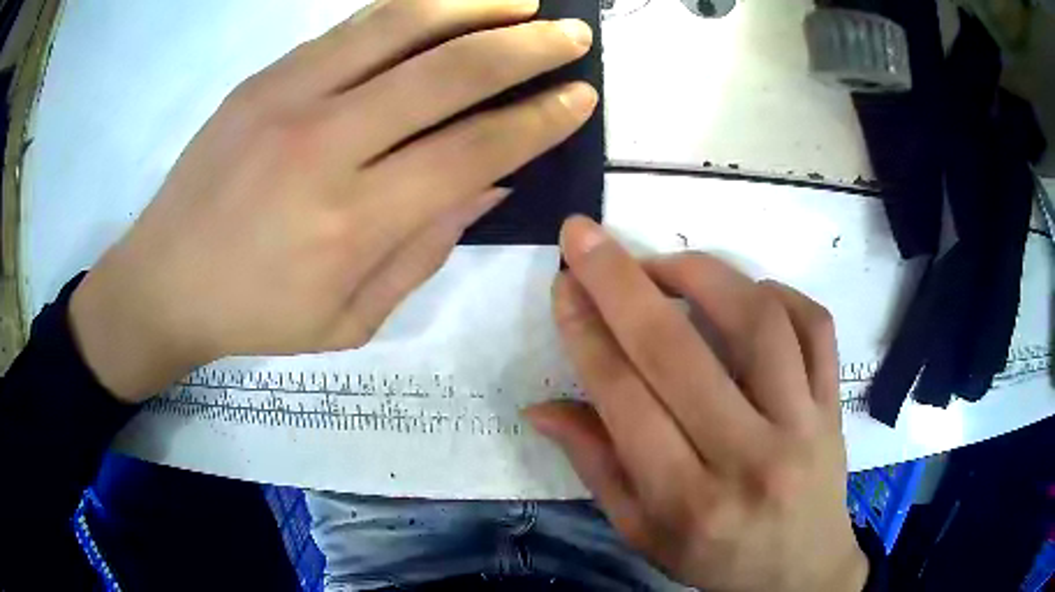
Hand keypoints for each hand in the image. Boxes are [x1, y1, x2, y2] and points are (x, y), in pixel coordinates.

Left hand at [69, 0, 597, 402]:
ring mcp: (289, 97)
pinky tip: (445, 2)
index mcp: (353, 223)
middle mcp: (326, 145)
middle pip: (450, 72)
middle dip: (528, 47)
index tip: (581, 97)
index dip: (539, 120)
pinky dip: (412, 6)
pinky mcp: (264, 77)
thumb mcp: (350, 319)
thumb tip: (490, 183)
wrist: (162, 281)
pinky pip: (352, 26)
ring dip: (475, 3)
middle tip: (573, 34)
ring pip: (402, 24)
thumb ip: (425, 248)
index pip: (475, 150)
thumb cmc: (254, 316)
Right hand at [527, 217, 866, 591]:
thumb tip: (542, 407)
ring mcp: (803, 424)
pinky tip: (745, 294)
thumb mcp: (643, 532)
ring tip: (664, 264)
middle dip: (620, 282)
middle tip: (584, 237)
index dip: (586, 334)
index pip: (625, 400)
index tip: (563, 285)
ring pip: (756, 320)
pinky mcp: (833, 403)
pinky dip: (776, 291)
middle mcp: (749, 457)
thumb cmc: (715, 560)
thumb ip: (596, 467)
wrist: (802, 571)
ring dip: (700, 273)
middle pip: (678, 351)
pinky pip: (813, 324)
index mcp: (688, 501)